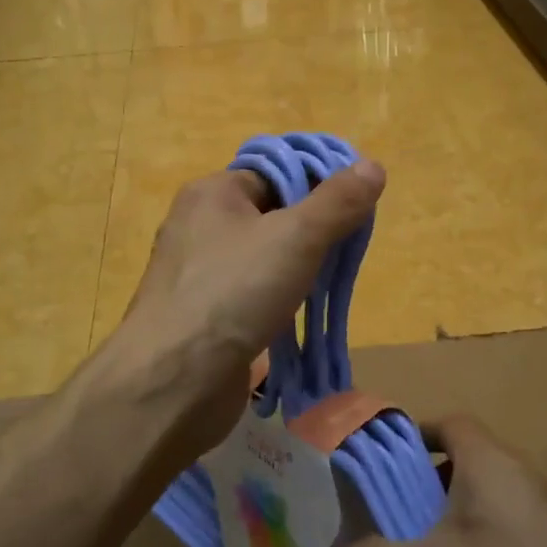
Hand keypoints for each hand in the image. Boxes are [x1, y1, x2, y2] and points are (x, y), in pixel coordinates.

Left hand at [109, 160, 385, 458]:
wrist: (174, 380)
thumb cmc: (234, 292)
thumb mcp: (297, 237)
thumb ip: (337, 202)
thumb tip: (372, 165)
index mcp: (212, 193)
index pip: (273, 173)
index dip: (315, 185)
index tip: (353, 209)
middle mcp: (198, 227)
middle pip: (268, 215)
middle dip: (310, 231)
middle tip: (346, 249)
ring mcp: (196, 274)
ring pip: (260, 259)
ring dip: (295, 270)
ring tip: (328, 283)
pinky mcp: (202, 316)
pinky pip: (248, 295)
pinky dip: (276, 301)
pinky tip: (298, 316)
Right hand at [343, 417, 546, 546]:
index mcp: (489, 462)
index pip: (446, 422)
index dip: (410, 437)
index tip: (377, 468)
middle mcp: (520, 479)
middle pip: (460, 467)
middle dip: (419, 493)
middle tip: (384, 526)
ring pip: (482, 510)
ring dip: (446, 533)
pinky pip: (505, 545)